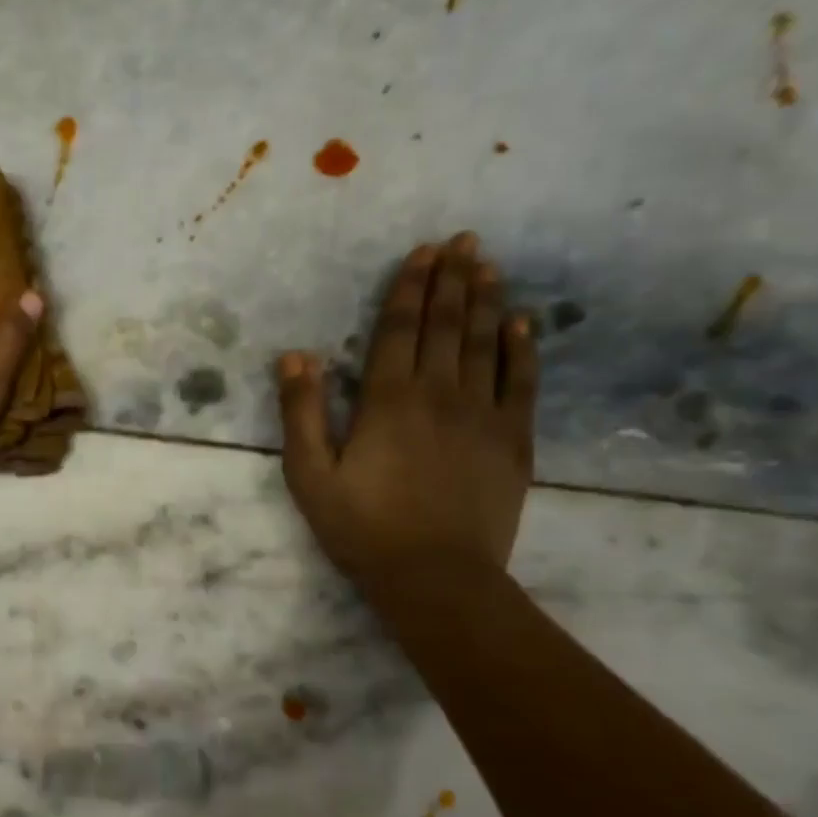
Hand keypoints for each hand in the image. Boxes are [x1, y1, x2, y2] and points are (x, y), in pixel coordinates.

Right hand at [279, 232, 537, 585]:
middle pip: (446, 325)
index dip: (408, 288)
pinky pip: (521, 382)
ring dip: (486, 300)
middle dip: (451, 279)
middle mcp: (440, 394)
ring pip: (486, 343)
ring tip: (488, 265)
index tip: (420, 252)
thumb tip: (295, 356)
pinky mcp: (513, 440)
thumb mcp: (309, 475)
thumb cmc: (361, 527)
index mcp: (388, 400)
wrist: (435, 576)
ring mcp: (483, 415)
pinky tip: (522, 323)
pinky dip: (522, 348)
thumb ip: (301, 413)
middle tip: (462, 240)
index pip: (398, 330)